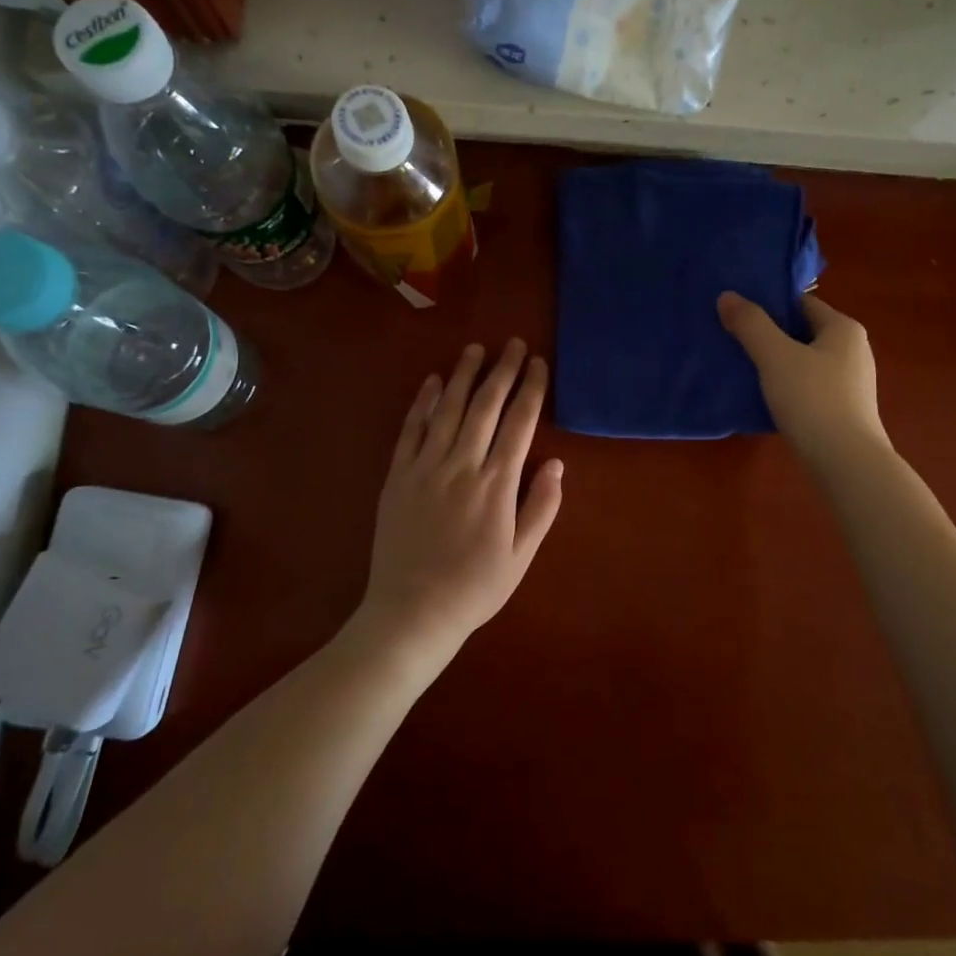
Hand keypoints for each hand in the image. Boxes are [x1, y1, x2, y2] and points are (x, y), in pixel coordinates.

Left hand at [357, 339, 562, 660]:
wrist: (412, 612)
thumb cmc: (475, 587)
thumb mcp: (521, 556)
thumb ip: (541, 507)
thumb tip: (556, 463)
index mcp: (496, 484)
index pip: (519, 423)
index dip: (530, 389)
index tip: (538, 363)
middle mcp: (461, 465)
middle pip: (485, 406)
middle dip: (502, 371)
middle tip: (512, 344)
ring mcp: (425, 467)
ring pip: (448, 409)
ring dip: (463, 376)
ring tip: (475, 349)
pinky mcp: (398, 475)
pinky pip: (411, 430)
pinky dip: (423, 402)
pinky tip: (433, 382)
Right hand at [718, 291, 889, 472]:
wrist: (846, 463)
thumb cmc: (812, 400)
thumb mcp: (775, 356)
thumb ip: (750, 324)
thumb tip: (727, 296)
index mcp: (843, 329)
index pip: (801, 303)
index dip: (768, 304)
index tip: (736, 312)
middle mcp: (853, 350)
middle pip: (802, 332)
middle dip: (768, 335)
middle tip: (731, 339)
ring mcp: (851, 383)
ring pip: (804, 362)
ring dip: (775, 363)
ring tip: (741, 368)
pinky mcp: (844, 410)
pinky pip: (808, 387)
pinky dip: (786, 387)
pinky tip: (763, 398)